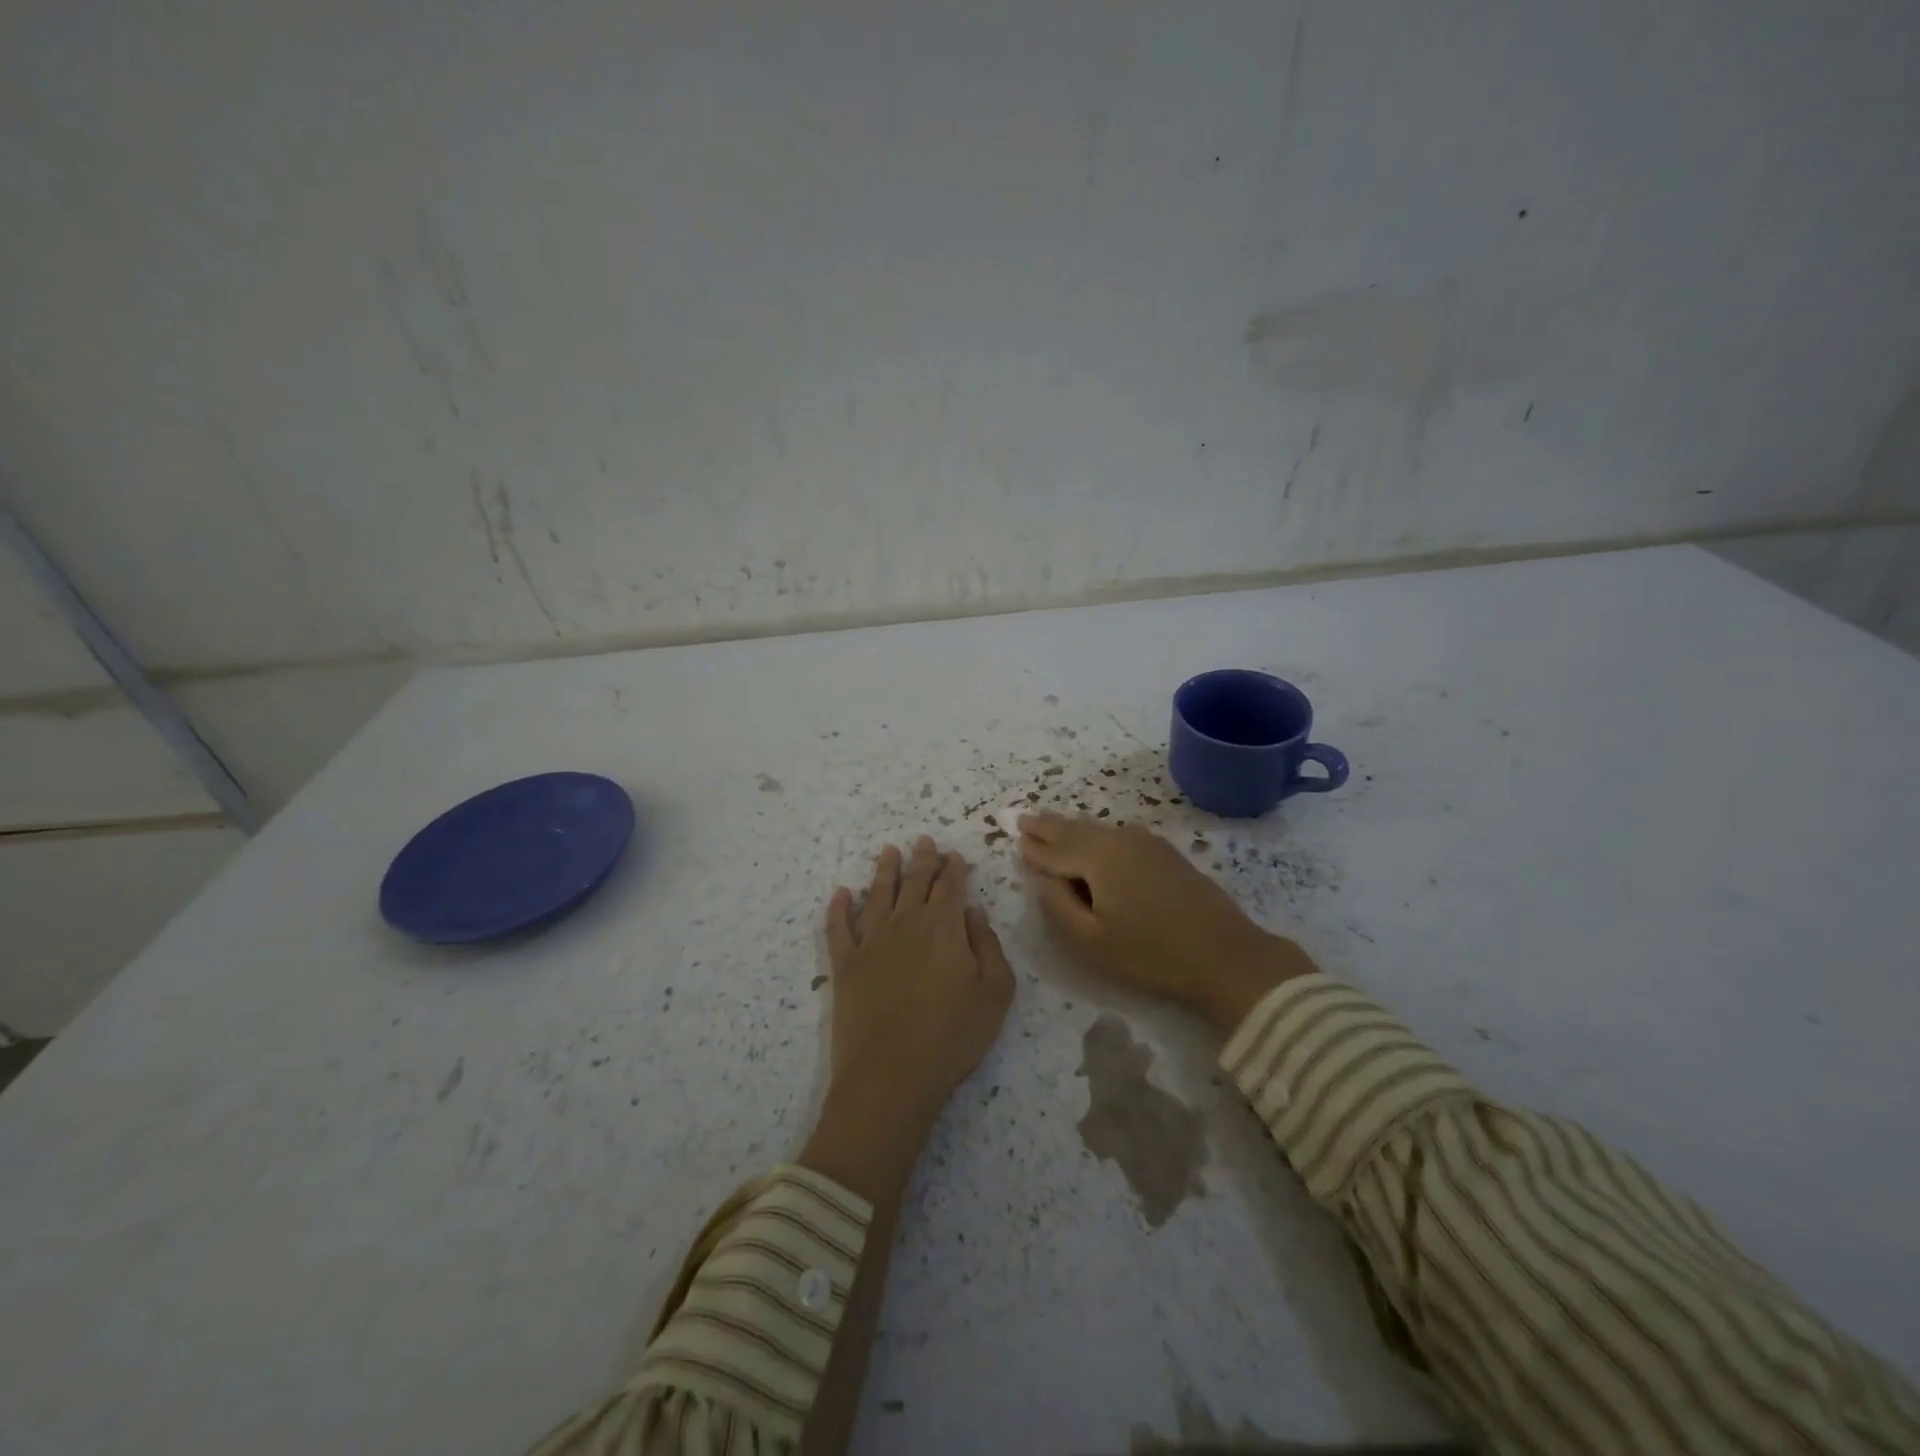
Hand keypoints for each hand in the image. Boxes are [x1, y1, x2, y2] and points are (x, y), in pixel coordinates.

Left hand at [800, 837, 1015, 1201]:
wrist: (892, 1074)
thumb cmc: (952, 1035)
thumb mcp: (995, 992)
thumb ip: (988, 946)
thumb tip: (973, 913)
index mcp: (943, 926)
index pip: (950, 885)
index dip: (953, 868)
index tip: (954, 855)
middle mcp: (906, 922)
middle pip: (914, 882)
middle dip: (922, 859)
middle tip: (923, 841)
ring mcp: (871, 941)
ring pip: (877, 894)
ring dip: (884, 871)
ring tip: (887, 851)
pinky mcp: (845, 964)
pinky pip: (838, 927)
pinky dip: (838, 907)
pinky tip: (840, 893)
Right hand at [1017, 812, 1314, 1032]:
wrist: (1225, 953)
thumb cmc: (1151, 952)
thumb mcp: (1091, 941)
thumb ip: (1057, 906)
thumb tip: (1043, 878)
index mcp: (1097, 856)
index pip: (1054, 848)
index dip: (1033, 846)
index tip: (1014, 836)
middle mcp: (1119, 838)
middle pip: (1075, 829)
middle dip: (1048, 825)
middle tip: (1025, 819)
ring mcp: (1146, 842)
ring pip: (1097, 829)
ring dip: (1072, 828)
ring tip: (1052, 825)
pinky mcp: (1165, 852)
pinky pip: (1117, 835)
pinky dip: (1096, 835)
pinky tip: (1094, 840)